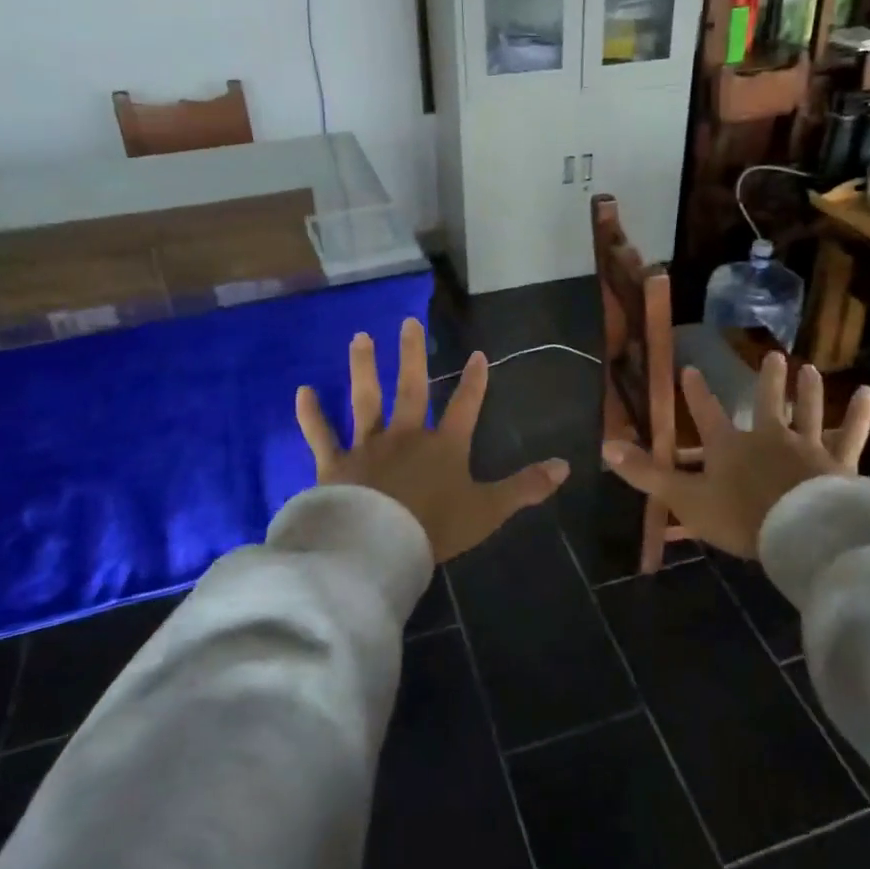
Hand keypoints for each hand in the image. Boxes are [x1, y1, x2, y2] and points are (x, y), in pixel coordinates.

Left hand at [296, 318, 569, 562]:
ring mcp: (368, 446)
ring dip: (363, 367)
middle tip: (408, 322)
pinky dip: (311, 414)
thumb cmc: (435, 528)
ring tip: (360, 337)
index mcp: (444, 446)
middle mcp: (406, 435)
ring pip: (366, 399)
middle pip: (411, 388)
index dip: (474, 381)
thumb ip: (526, 487)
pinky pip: (321, 434)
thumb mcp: (489, 510)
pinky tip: (303, 391)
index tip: (477, 353)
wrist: (378, 546)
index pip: (465, 406)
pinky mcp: (335, 463)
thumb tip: (566, 465)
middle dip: (412, 355)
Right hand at [602, 354, 869, 558]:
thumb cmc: (740, 517)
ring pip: (807, 411)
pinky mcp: (838, 463)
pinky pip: (850, 434)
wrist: (799, 533)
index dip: (697, 393)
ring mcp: (806, 447)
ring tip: (809, 367)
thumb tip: (605, 447)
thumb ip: (647, 475)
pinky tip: (868, 393)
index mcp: (730, 447)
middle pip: (767, 403)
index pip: (707, 414)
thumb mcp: (685, 498)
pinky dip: (859, 414)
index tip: (691, 368)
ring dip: (808, 390)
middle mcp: (768, 437)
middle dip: (768, 381)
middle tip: (773, 356)